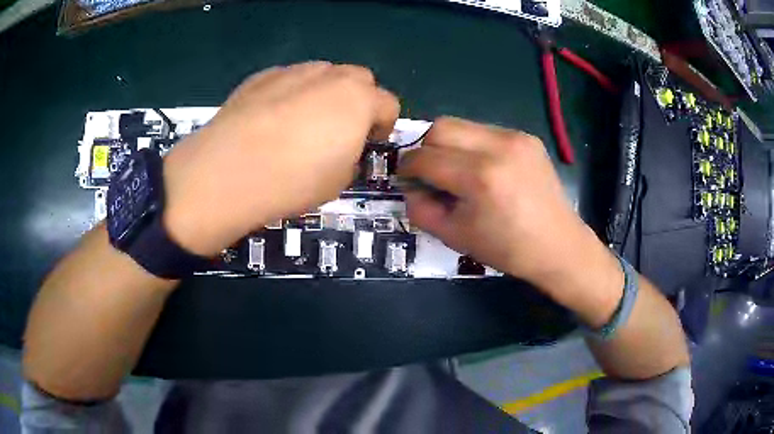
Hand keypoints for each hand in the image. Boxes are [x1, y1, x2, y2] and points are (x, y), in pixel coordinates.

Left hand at [161, 62, 399, 255]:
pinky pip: (289, 79)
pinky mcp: (261, 77)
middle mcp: (329, 75)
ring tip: (300, 124)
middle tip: (339, 130)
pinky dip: (291, 93)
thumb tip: (345, 149)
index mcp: (358, 99)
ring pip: (323, 74)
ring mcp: (292, 71)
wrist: (226, 173)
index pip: (388, 103)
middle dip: (358, 100)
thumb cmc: (291, 181)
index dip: (384, 125)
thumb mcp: (338, 181)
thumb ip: (352, 156)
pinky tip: (270, 120)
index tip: (369, 143)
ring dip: (324, 93)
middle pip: (359, 78)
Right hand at [398, 117, 621, 313]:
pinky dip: (473, 146)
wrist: (558, 245)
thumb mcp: (454, 236)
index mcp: (479, 177)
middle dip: (425, 149)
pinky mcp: (527, 137)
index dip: (407, 168)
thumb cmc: (507, 249)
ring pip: (462, 125)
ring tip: (459, 172)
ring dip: (450, 146)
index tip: (407, 179)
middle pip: (440, 127)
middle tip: (431, 173)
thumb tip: (409, 186)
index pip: (424, 158)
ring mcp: (515, 138)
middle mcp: (498, 147)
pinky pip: (485, 131)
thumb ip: (420, 208)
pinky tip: (484, 170)